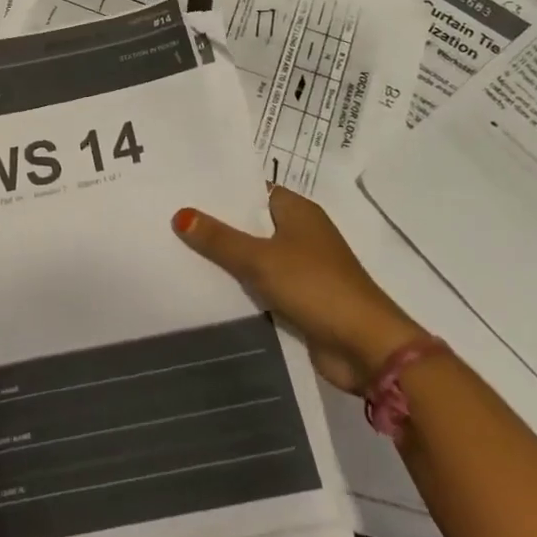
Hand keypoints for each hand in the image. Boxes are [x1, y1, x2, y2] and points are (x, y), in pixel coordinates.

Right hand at [174, 187, 423, 393]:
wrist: (366, 347)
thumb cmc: (315, 286)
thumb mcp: (260, 259)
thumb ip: (219, 239)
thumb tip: (180, 214)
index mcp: (298, 211)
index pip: (253, 190)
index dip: (221, 190)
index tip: (183, 189)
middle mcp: (301, 233)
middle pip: (251, 223)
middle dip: (217, 224)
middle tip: (170, 218)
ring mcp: (302, 268)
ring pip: (254, 255)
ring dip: (226, 258)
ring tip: (177, 249)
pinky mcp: (299, 299)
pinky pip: (261, 284)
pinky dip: (240, 285)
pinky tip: (206, 285)